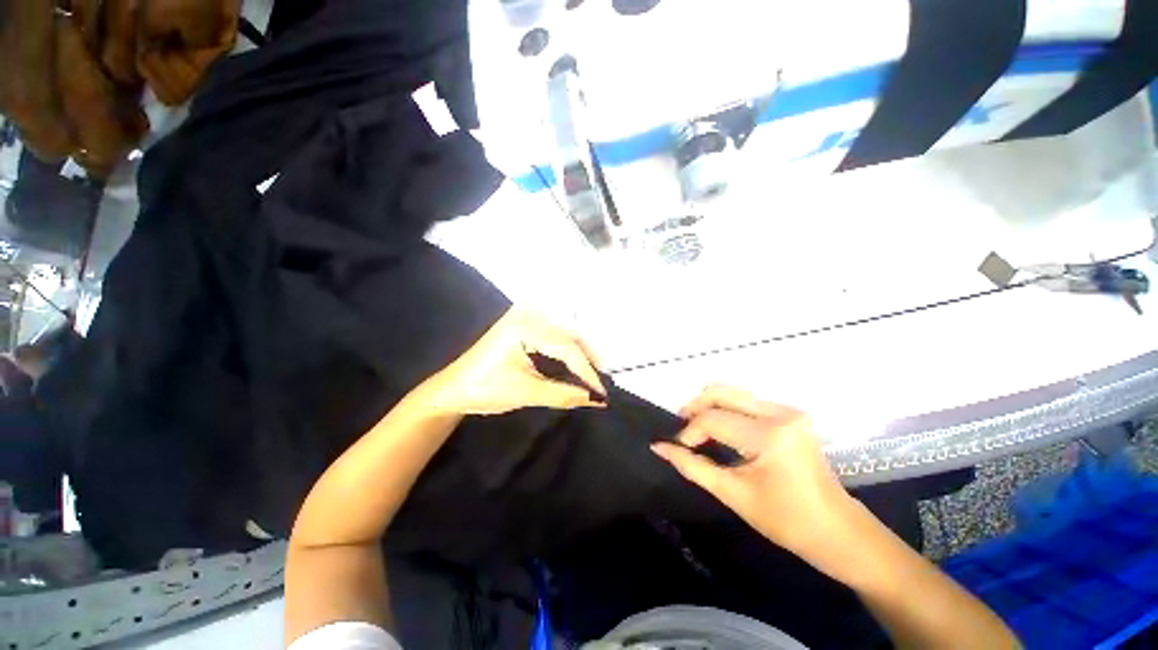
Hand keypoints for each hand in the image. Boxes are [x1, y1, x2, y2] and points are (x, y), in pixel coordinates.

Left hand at [426, 308, 606, 415]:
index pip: (567, 346)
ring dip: (581, 352)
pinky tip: (576, 363)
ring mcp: (524, 317)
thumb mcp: (526, 393)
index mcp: (524, 327)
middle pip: (569, 334)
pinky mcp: (523, 325)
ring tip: (594, 373)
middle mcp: (527, 315)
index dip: (587, 370)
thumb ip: (563, 394)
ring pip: (564, 332)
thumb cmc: (485, 390)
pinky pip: (554, 334)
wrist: (452, 389)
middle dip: (589, 357)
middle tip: (603, 380)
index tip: (602, 392)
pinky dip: (568, 349)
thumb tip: (596, 399)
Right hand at [652, 385, 855, 554]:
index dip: (689, 432)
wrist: (837, 530)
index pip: (713, 420)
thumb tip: (659, 447)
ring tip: (697, 429)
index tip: (679, 448)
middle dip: (695, 407)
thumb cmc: (786, 521)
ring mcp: (788, 411)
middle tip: (681, 426)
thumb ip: (692, 466)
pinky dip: (726, 410)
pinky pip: (746, 402)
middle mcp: (780, 414)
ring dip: (710, 407)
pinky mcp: (790, 414)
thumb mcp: (733, 494)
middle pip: (722, 393)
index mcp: (769, 437)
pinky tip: (720, 429)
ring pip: (733, 393)